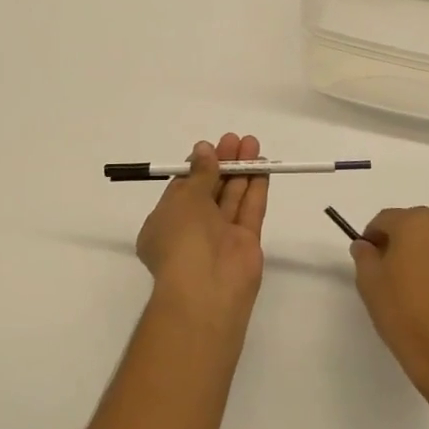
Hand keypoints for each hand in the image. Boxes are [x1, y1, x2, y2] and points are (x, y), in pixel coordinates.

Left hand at [136, 134, 268, 331]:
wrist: (206, 289)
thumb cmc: (182, 239)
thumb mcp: (184, 199)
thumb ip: (200, 173)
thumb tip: (204, 150)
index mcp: (165, 222)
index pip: (183, 188)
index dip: (199, 166)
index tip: (212, 146)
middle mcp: (192, 229)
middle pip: (210, 189)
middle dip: (223, 163)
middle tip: (236, 139)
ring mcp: (220, 236)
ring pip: (232, 197)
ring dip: (242, 170)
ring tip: (252, 143)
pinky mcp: (245, 242)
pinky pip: (250, 210)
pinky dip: (256, 188)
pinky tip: (263, 166)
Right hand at [352, 207, 428, 409]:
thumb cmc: (402, 311)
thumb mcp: (369, 282)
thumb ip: (364, 255)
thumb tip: (366, 245)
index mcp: (416, 222)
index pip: (386, 219)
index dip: (372, 236)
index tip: (368, 256)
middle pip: (417, 225)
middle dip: (402, 240)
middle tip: (391, 269)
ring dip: (428, 252)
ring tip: (418, 283)